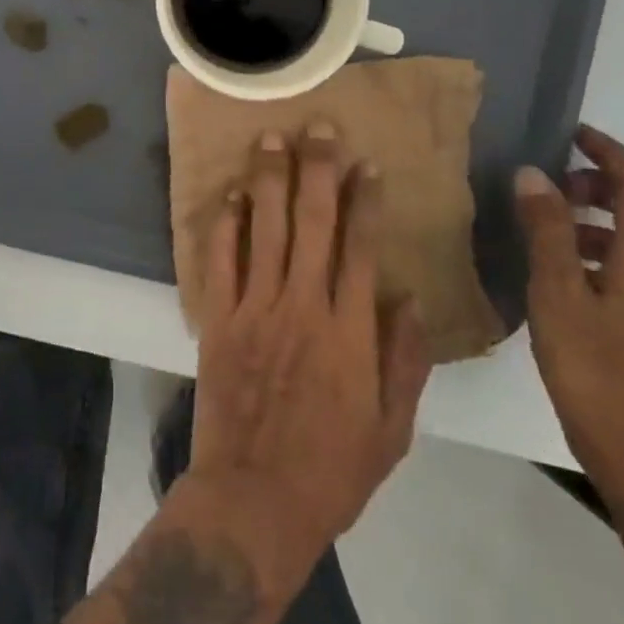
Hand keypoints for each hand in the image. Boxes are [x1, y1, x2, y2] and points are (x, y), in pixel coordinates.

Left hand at [188, 124, 430, 553]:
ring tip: (271, 138)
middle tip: (317, 127)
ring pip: (263, 229)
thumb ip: (402, 359)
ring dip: (268, 180)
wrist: (256, 497)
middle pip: (312, 222)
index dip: (365, 201)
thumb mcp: (391, 427)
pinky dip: (224, 224)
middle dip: (316, 170)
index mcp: (349, 331)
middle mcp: (302, 305)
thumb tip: (406, 295)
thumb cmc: (333, 469)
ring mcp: (254, 308)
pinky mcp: (217, 318)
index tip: (367, 164)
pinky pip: (220, 260)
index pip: (360, 248)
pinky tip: (230, 194)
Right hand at [516, 127, 623, 517]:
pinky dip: (610, 246)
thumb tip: (533, 173)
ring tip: (553, 225)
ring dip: (608, 215)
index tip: (573, 134)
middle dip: (609, 183)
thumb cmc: (597, 372)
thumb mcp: (558, 295)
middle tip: (557, 184)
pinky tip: (568, 270)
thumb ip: (547, 231)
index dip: (611, 154)